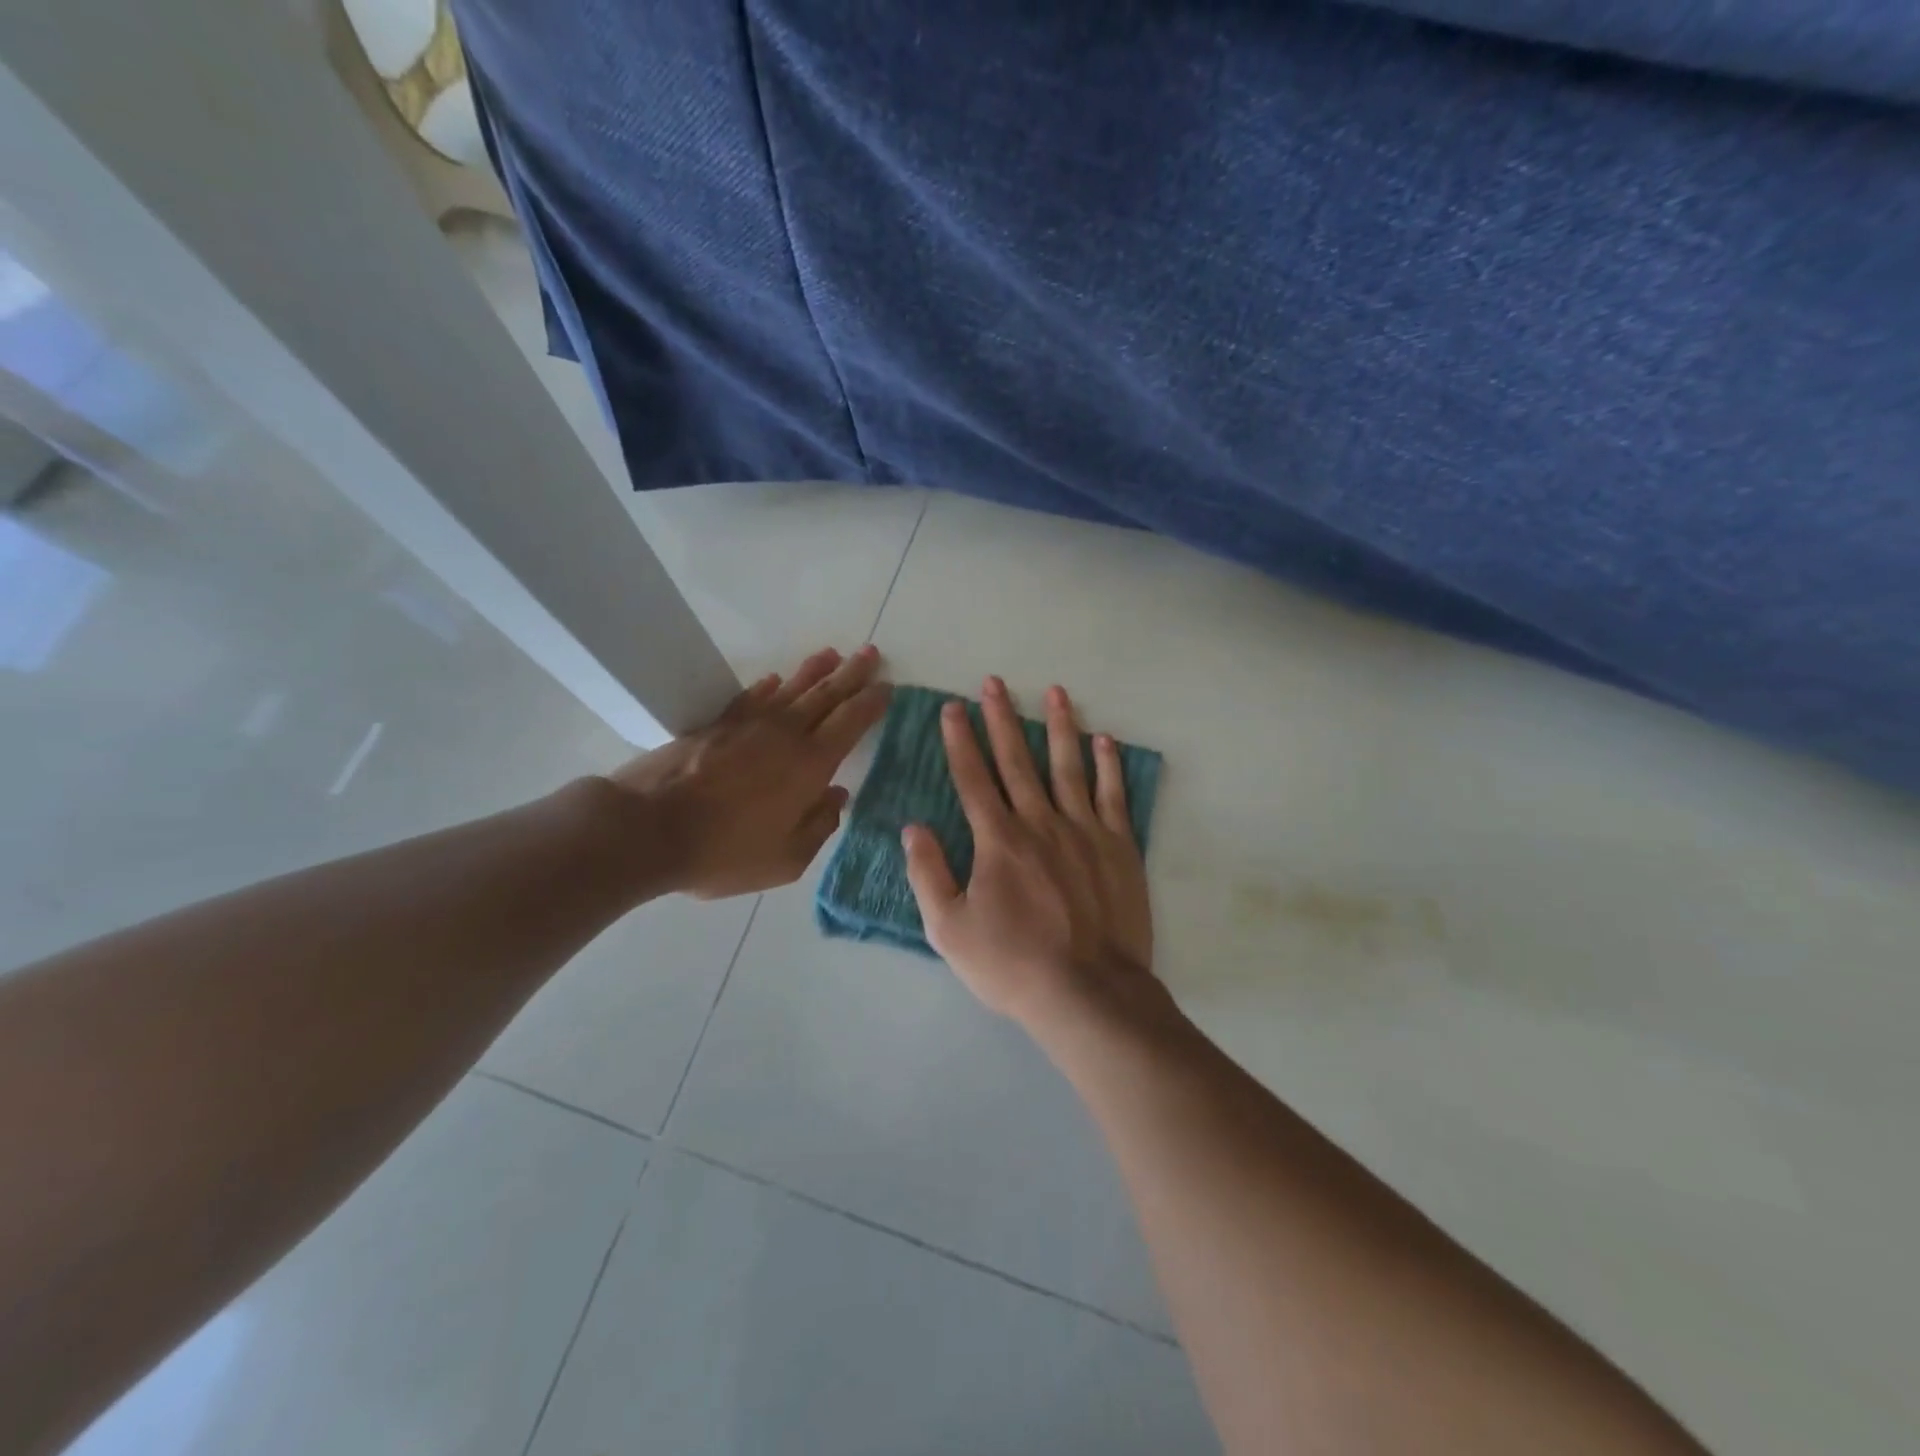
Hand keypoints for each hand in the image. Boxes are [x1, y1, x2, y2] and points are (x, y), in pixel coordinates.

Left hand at [608, 645, 889, 898]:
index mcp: (810, 765)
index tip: (887, 686)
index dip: (871, 702)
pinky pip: (750, 697)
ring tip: (832, 654)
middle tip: (870, 654)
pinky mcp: (716, 726)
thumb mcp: (786, 859)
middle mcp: (785, 735)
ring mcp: (748, 726)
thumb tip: (838, 796)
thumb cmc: (724, 852)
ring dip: (814, 670)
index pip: (850, 722)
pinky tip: (774, 679)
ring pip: (790, 689)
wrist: (649, 829)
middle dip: (851, 674)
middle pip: (825, 695)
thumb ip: (820, 826)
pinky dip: (767, 686)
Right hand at [902, 676, 1155, 1033]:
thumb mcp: (950, 930)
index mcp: (998, 840)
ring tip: (1054, 692)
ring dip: (1059, 726)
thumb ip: (929, 874)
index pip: (973, 778)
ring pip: (1069, 766)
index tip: (952, 708)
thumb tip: (914, 827)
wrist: (1089, 994)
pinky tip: (1104, 740)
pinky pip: (1114, 795)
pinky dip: (1109, 766)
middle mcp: (1040, 822)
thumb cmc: (1013, 965)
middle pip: (1017, 760)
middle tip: (993, 682)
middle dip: (1001, 719)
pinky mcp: (1120, 847)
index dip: (959, 741)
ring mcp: (1085, 831)